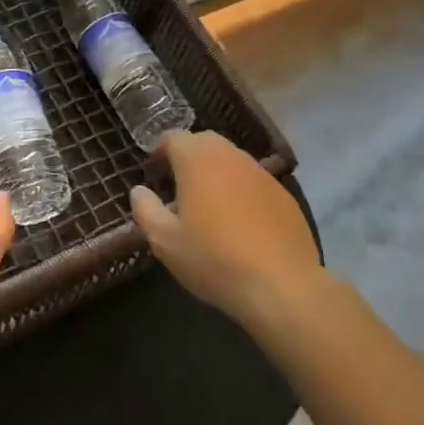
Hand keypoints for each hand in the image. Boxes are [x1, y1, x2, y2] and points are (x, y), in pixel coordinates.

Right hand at [130, 130, 319, 330]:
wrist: (282, 286)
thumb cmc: (214, 260)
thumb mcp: (166, 242)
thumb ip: (146, 210)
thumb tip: (139, 191)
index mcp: (198, 161)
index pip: (174, 137)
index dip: (161, 149)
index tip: (154, 169)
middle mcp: (231, 157)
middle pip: (205, 141)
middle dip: (188, 154)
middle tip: (178, 180)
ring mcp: (262, 174)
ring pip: (232, 159)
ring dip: (216, 170)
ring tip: (208, 200)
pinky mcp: (284, 194)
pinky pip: (254, 180)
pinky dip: (241, 188)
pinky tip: (240, 219)